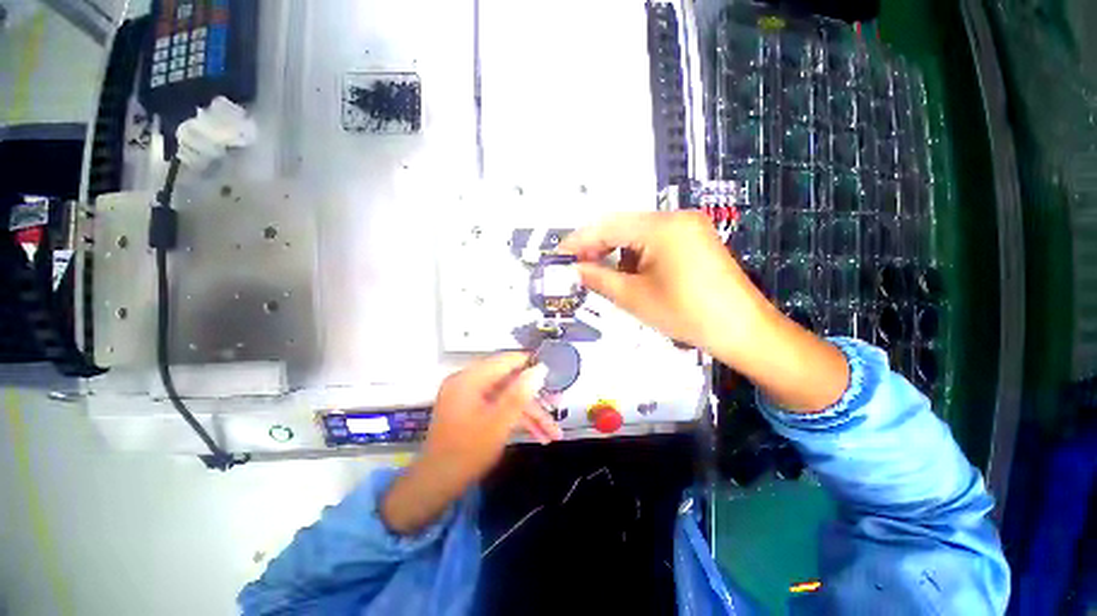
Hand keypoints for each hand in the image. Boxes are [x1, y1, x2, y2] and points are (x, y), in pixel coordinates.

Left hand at [423, 353, 558, 476]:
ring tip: (553, 433)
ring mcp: (470, 397)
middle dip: (535, 399)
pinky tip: (538, 435)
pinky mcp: (473, 411)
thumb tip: (540, 368)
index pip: (506, 361)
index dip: (530, 364)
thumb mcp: (499, 422)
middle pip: (510, 382)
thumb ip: (520, 393)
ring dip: (530, 415)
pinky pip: (499, 408)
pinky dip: (516, 420)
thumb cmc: (467, 452)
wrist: (436, 485)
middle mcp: (469, 382)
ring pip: (507, 398)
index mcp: (470, 378)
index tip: (553, 371)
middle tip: (558, 406)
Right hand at [561, 211, 847, 413]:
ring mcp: (689, 227)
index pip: (608, 226)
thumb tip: (574, 270)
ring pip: (638, 233)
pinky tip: (628, 273)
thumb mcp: (634, 297)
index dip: (579, 239)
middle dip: (597, 246)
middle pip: (623, 225)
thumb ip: (599, 279)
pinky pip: (655, 241)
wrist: (743, 330)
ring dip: (616, 251)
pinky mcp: (695, 240)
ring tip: (601, 273)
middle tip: (576, 266)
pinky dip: (636, 255)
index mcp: (661, 227)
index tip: (558, 254)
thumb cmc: (686, 314)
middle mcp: (676, 217)